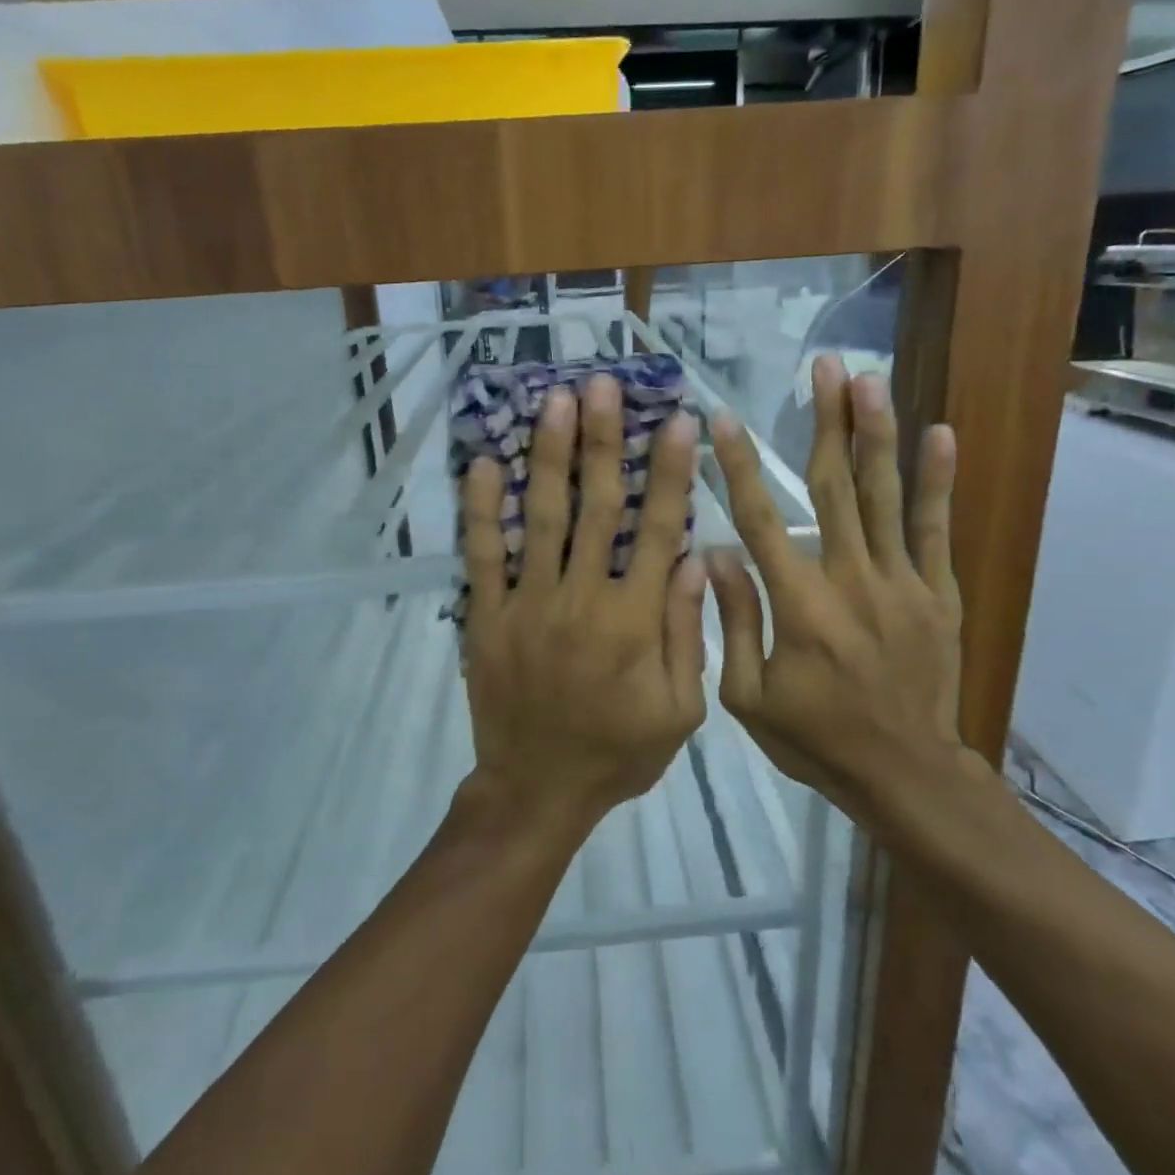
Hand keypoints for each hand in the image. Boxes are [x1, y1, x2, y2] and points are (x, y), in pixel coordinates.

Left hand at [460, 375, 707, 832]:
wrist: (538, 790)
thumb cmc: (618, 753)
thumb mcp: (679, 710)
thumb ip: (687, 633)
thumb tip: (693, 560)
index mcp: (634, 620)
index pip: (657, 530)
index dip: (669, 472)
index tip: (677, 421)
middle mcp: (581, 598)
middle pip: (596, 506)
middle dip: (602, 441)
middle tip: (602, 384)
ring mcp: (527, 604)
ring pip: (541, 517)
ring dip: (549, 456)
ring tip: (553, 401)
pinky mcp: (486, 617)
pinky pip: (482, 556)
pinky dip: (481, 509)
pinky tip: (484, 463)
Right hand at [706, 354, 976, 824]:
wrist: (905, 773)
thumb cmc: (816, 739)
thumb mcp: (749, 697)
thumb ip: (733, 621)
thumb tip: (717, 553)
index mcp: (798, 604)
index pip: (761, 519)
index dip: (738, 467)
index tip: (723, 420)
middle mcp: (850, 578)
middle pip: (833, 487)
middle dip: (826, 422)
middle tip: (824, 366)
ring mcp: (900, 582)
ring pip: (885, 495)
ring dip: (876, 433)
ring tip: (871, 380)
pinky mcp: (937, 593)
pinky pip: (935, 529)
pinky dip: (938, 481)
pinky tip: (939, 434)